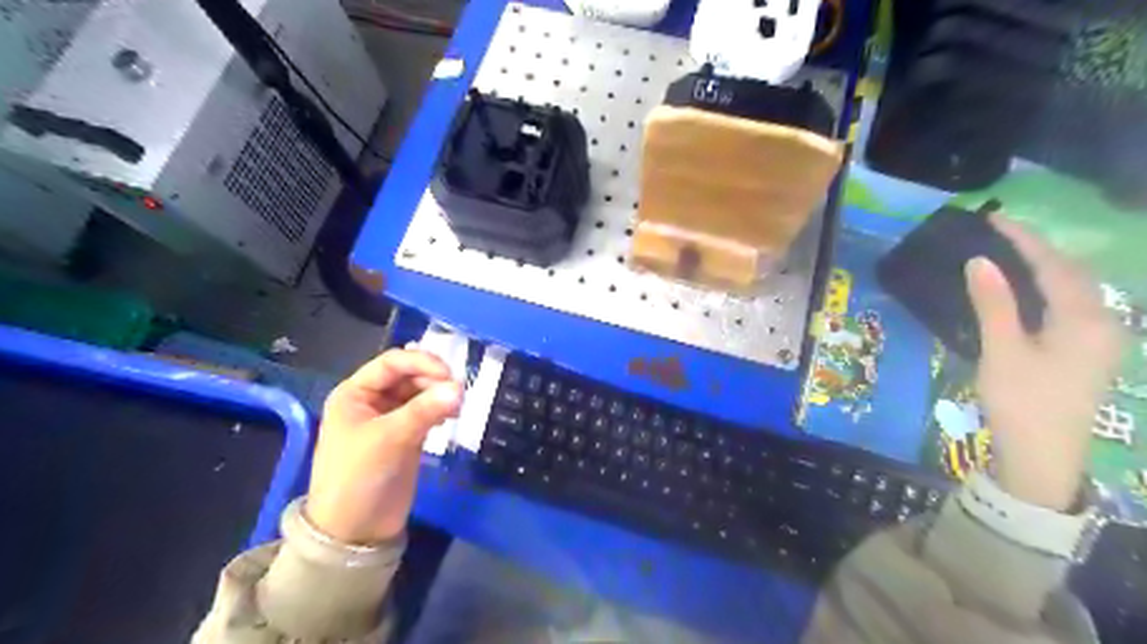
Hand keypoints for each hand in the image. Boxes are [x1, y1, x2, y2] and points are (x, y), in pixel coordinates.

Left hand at [309, 352, 464, 541]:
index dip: (421, 362)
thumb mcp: (388, 439)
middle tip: (459, 393)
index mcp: (355, 393)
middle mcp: (372, 401)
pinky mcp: (407, 436)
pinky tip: (452, 417)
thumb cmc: (358, 477)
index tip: (450, 373)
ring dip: (439, 395)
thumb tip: (460, 388)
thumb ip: (424, 411)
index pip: (392, 363)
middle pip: (409, 376)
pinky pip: (427, 412)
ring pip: (421, 394)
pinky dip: (441, 410)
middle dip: (434, 380)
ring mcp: (391, 419)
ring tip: (458, 406)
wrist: (354, 532)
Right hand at [961, 216, 1125, 512]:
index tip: (994, 218)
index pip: (1054, 265)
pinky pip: (1072, 306)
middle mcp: (1103, 322)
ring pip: (1075, 289)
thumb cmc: (1021, 400)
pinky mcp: (1089, 353)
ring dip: (1045, 267)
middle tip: (1000, 234)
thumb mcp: (1002, 350)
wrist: (1044, 456)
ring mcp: (1101, 339)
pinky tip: (1028, 291)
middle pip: (1073, 273)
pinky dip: (1049, 289)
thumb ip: (994, 303)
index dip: (1024, 239)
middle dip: (1039, 249)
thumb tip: (980, 260)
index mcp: (1084, 319)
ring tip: (1010, 254)